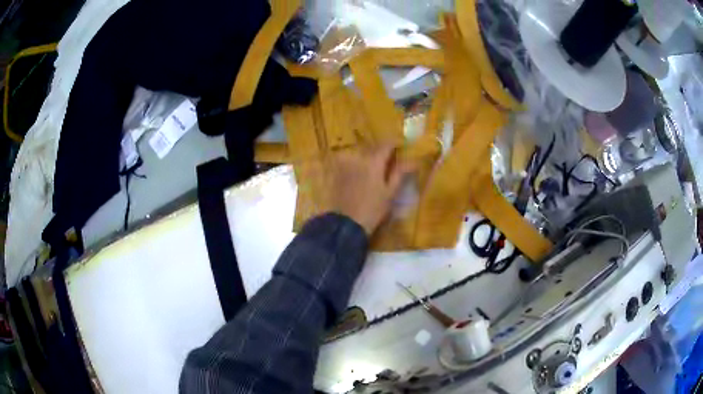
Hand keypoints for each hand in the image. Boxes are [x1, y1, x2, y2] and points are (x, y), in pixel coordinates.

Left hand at [329, 145, 414, 235]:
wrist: (345, 224)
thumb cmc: (372, 210)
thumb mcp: (390, 193)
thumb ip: (399, 173)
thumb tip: (413, 161)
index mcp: (373, 161)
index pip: (386, 144)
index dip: (395, 144)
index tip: (401, 147)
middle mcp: (357, 157)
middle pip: (371, 148)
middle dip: (380, 152)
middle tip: (388, 161)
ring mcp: (344, 164)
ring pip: (358, 154)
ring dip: (366, 157)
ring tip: (372, 169)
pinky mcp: (335, 172)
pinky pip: (346, 162)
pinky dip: (354, 164)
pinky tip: (357, 175)